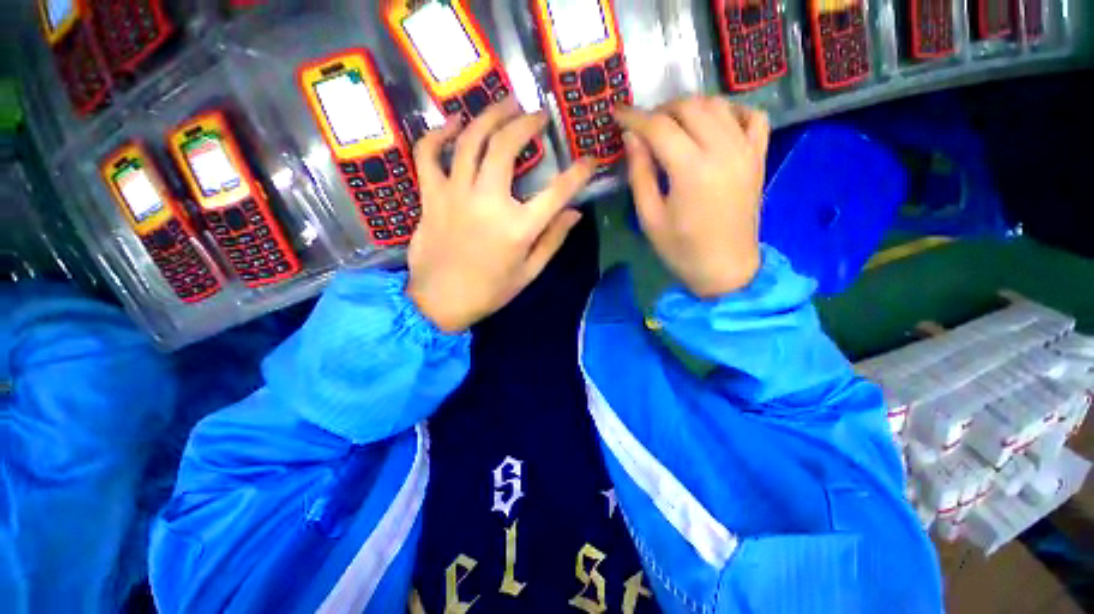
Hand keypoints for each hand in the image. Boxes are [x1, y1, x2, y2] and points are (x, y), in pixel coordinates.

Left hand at [407, 99, 595, 332]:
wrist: (440, 302)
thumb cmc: (489, 291)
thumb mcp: (529, 272)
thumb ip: (552, 240)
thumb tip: (574, 213)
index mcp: (518, 228)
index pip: (557, 192)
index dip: (578, 173)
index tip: (589, 160)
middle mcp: (488, 202)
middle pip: (507, 147)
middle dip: (526, 123)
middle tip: (538, 114)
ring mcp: (455, 195)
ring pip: (470, 140)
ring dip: (489, 115)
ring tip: (505, 103)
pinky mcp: (431, 196)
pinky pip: (428, 155)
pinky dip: (438, 134)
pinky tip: (454, 125)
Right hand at [615, 97, 769, 297]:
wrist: (725, 267)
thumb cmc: (681, 249)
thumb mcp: (650, 216)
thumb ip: (640, 173)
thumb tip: (631, 138)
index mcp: (691, 169)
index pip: (659, 127)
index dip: (634, 117)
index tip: (617, 113)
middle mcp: (723, 149)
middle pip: (690, 107)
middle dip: (661, 110)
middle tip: (643, 125)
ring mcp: (746, 150)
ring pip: (718, 105)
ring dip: (690, 107)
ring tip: (671, 123)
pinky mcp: (758, 156)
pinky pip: (751, 116)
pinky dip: (730, 111)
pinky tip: (713, 124)